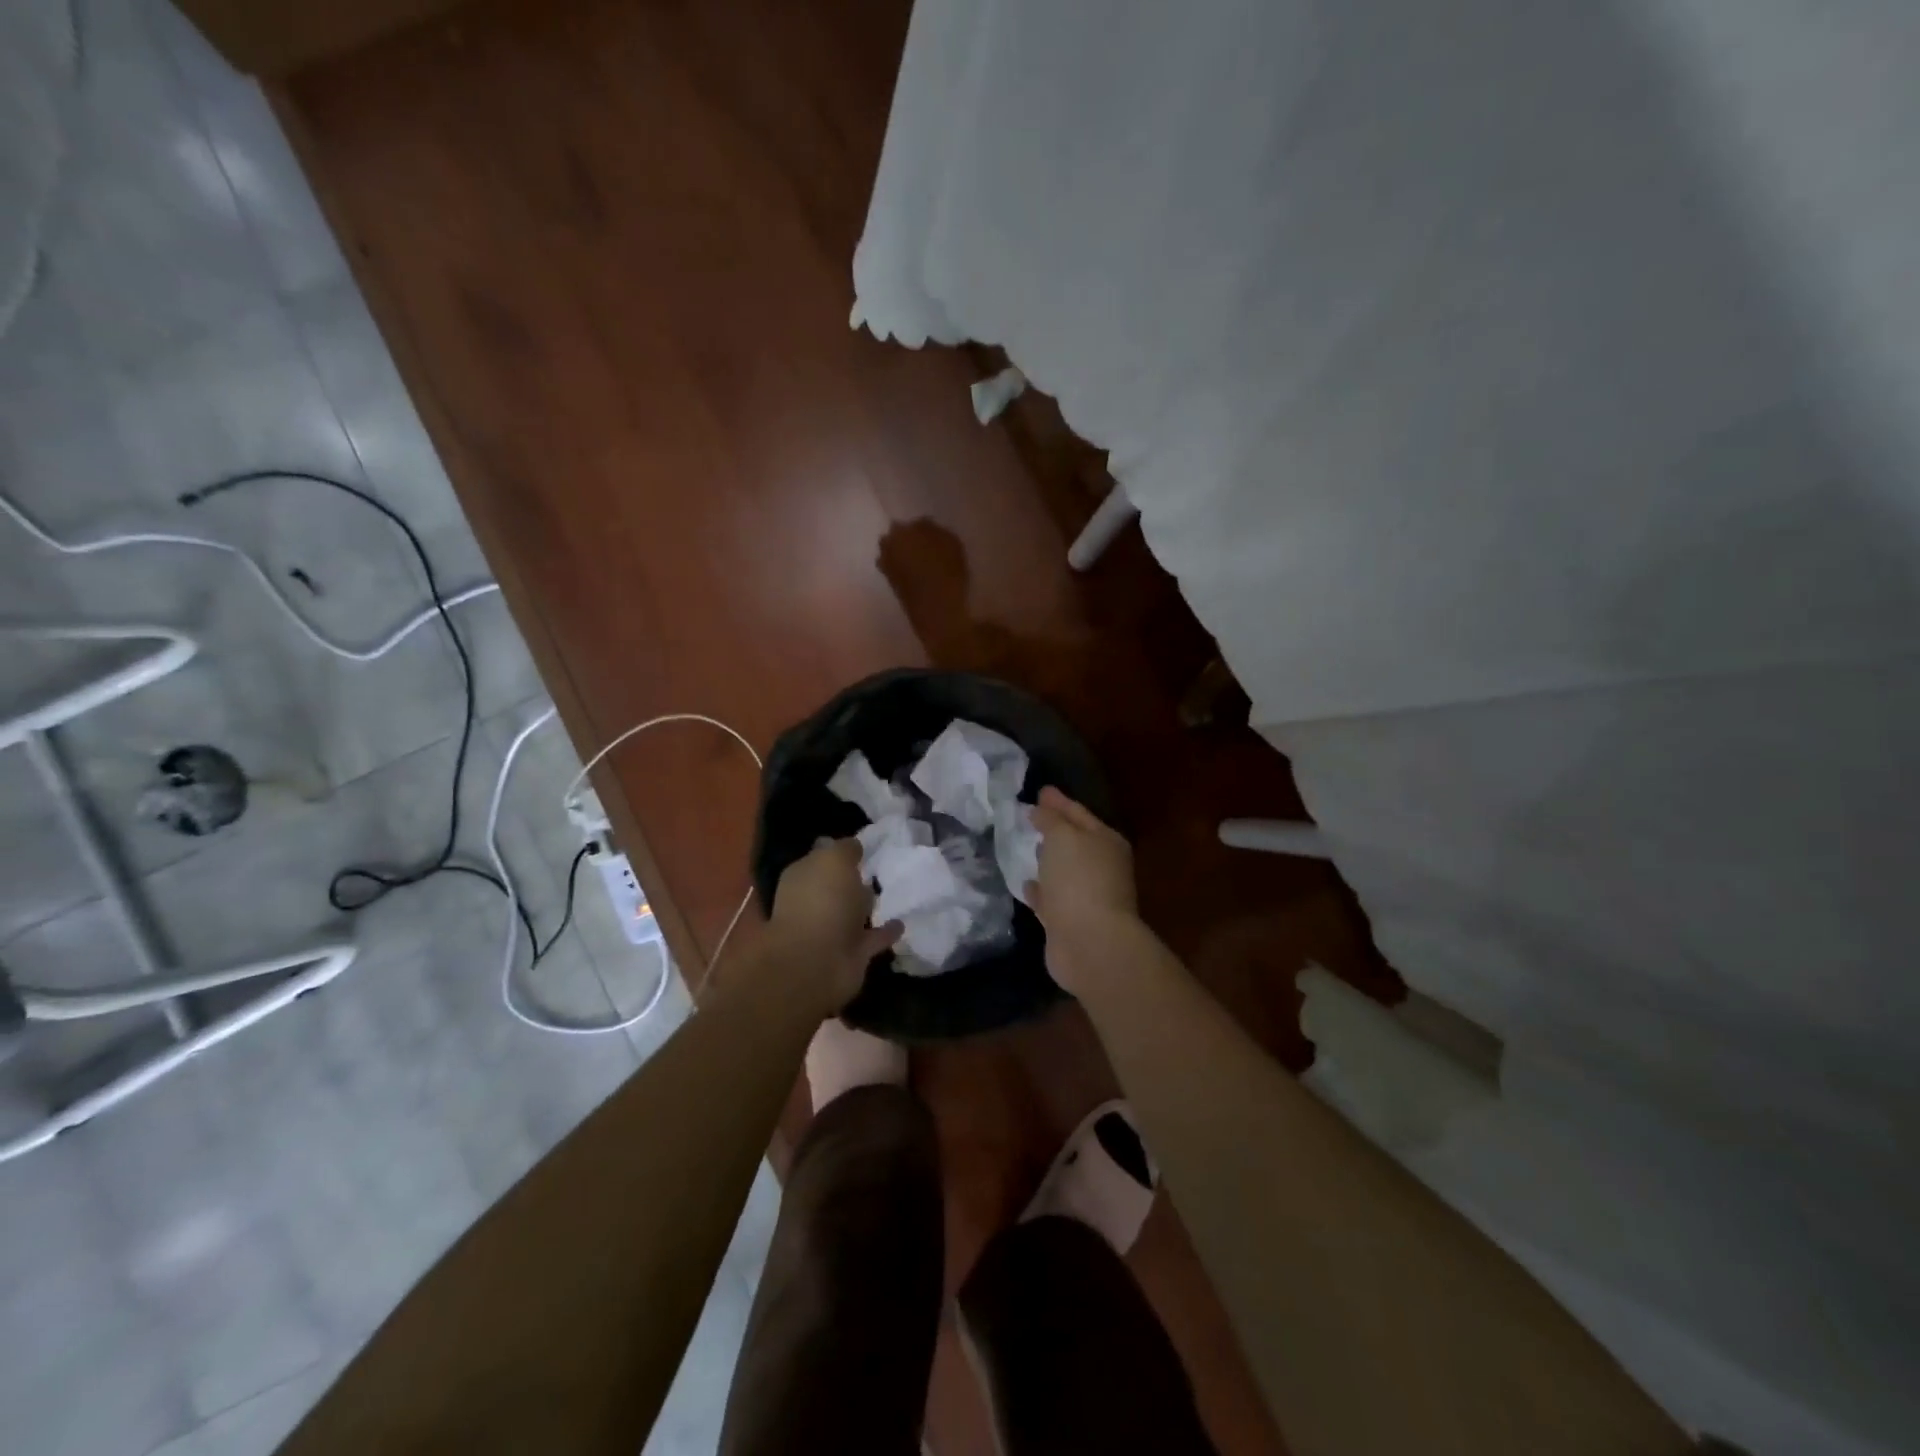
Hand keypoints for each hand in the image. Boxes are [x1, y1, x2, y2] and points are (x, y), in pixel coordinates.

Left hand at [767, 838, 901, 1013]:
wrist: (816, 962)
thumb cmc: (822, 901)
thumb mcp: (834, 860)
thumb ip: (846, 849)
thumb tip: (854, 845)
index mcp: (803, 877)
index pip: (821, 857)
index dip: (839, 850)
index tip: (862, 844)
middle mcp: (813, 902)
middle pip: (836, 886)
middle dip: (853, 878)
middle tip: (880, 867)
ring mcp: (831, 930)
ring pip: (853, 913)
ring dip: (867, 905)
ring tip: (892, 892)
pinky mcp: (851, 954)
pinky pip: (873, 938)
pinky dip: (885, 932)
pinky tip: (902, 923)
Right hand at [1028, 787, 1140, 994]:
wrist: (1090, 943)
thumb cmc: (1079, 880)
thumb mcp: (1063, 837)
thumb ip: (1050, 819)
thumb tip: (1041, 809)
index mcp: (1106, 842)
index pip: (1079, 813)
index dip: (1058, 801)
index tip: (1039, 790)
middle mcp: (1101, 867)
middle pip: (1074, 842)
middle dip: (1054, 830)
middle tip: (1029, 817)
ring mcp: (1087, 897)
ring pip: (1063, 871)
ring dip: (1047, 861)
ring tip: (1025, 847)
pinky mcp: (1070, 922)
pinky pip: (1052, 899)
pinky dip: (1040, 891)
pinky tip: (1025, 884)